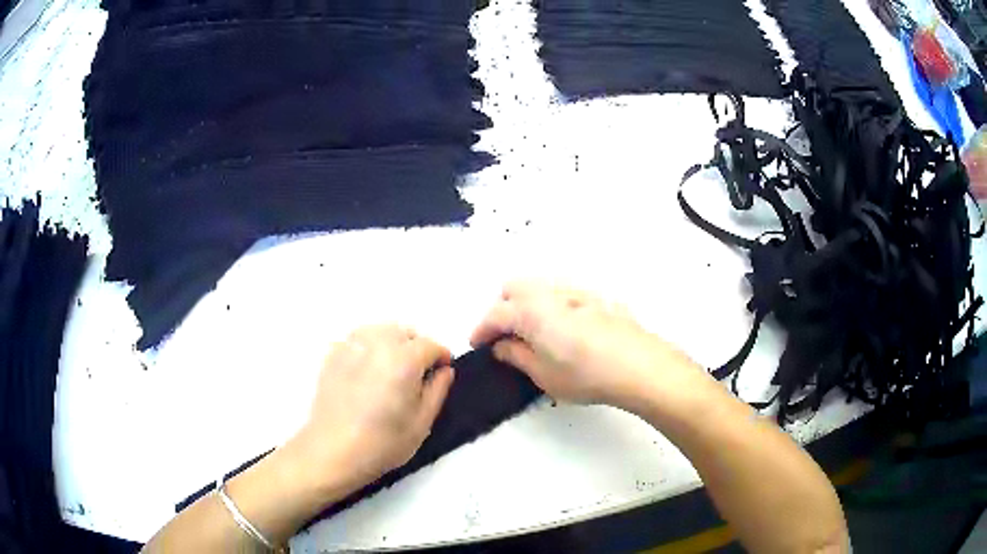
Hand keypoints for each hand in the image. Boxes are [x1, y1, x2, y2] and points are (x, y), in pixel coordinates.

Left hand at [290, 324, 454, 492]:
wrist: (333, 450)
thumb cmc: (384, 442)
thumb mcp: (422, 422)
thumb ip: (438, 391)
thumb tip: (445, 370)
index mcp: (404, 359)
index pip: (431, 345)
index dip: (442, 357)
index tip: (442, 372)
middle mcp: (378, 343)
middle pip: (405, 333)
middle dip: (417, 347)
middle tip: (418, 374)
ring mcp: (352, 346)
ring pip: (380, 331)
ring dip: (393, 343)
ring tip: (392, 369)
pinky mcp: (333, 354)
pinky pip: (358, 340)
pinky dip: (369, 347)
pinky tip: (367, 371)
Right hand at [470, 281, 712, 415]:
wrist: (638, 366)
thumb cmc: (585, 374)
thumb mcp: (542, 374)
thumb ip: (516, 356)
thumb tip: (502, 347)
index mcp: (530, 310)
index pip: (494, 314)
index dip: (481, 330)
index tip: (477, 345)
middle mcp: (551, 293)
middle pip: (514, 288)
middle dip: (503, 309)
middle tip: (505, 338)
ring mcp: (577, 292)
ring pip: (540, 288)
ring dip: (528, 305)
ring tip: (535, 335)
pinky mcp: (598, 299)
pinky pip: (565, 296)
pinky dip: (554, 308)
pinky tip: (567, 332)